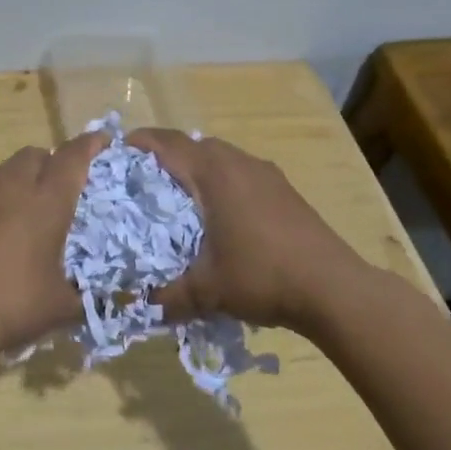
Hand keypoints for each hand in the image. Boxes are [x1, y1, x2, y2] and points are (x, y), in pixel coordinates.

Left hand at [0, 130, 107, 353]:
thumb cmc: (16, 300)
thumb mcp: (62, 305)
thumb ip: (88, 297)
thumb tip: (107, 301)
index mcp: (47, 201)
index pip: (72, 158)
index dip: (90, 145)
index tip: (104, 140)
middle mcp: (17, 190)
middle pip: (36, 154)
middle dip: (55, 158)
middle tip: (72, 180)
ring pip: (12, 168)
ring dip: (30, 174)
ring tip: (44, 202)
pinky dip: (12, 196)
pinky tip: (19, 225)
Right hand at [127, 129, 373, 329]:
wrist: (334, 288)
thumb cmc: (263, 276)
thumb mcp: (207, 291)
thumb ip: (167, 297)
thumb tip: (135, 306)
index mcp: (213, 174)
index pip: (167, 143)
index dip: (139, 142)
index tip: (116, 152)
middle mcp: (238, 162)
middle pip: (192, 144)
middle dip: (164, 154)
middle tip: (141, 179)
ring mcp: (265, 173)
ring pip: (219, 155)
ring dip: (195, 166)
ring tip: (177, 195)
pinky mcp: (283, 188)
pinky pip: (239, 170)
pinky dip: (220, 179)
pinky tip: (219, 213)